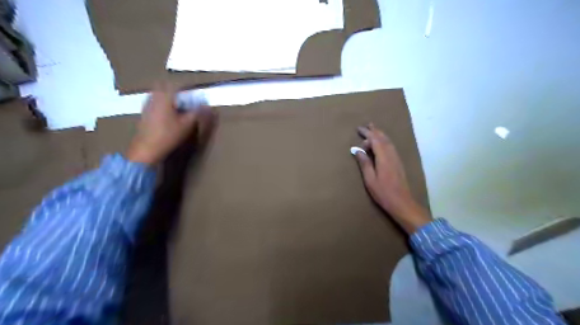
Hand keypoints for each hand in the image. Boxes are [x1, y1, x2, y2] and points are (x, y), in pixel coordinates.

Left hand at [127, 82, 214, 165]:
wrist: (147, 149)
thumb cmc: (168, 135)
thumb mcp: (187, 125)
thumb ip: (198, 113)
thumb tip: (208, 106)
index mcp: (165, 97)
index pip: (177, 85)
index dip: (187, 88)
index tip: (195, 93)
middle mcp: (154, 97)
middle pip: (165, 87)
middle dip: (176, 91)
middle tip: (186, 98)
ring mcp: (147, 105)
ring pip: (158, 94)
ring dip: (169, 97)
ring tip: (178, 106)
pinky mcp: (144, 113)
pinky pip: (154, 102)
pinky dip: (163, 104)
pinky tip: (168, 115)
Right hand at [348, 121, 429, 232]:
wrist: (402, 203)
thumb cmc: (383, 193)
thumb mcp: (370, 179)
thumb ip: (364, 163)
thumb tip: (357, 150)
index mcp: (383, 158)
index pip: (375, 140)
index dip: (367, 133)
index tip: (359, 129)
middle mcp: (391, 155)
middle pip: (383, 138)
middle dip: (374, 131)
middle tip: (366, 125)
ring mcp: (396, 159)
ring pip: (388, 142)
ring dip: (380, 134)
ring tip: (373, 129)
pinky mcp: (398, 163)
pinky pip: (391, 146)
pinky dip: (385, 141)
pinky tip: (382, 143)